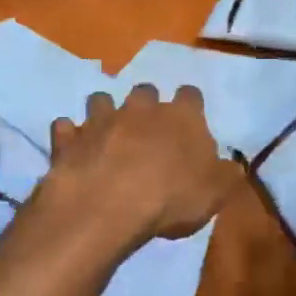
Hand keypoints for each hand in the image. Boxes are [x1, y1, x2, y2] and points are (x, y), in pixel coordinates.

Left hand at [35, 85, 239, 257]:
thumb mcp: (215, 193)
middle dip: (146, 105)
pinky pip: (65, 127)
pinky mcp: (69, 138)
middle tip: (147, 129)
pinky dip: (69, 136)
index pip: (191, 95)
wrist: (108, 204)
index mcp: (181, 117)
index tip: (189, 121)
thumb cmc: (171, 198)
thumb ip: (224, 174)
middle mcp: (140, 108)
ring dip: (104, 112)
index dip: (190, 106)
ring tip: (106, 134)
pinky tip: (73, 149)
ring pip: (100, 99)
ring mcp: (100, 120)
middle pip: (144, 91)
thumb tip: (230, 164)